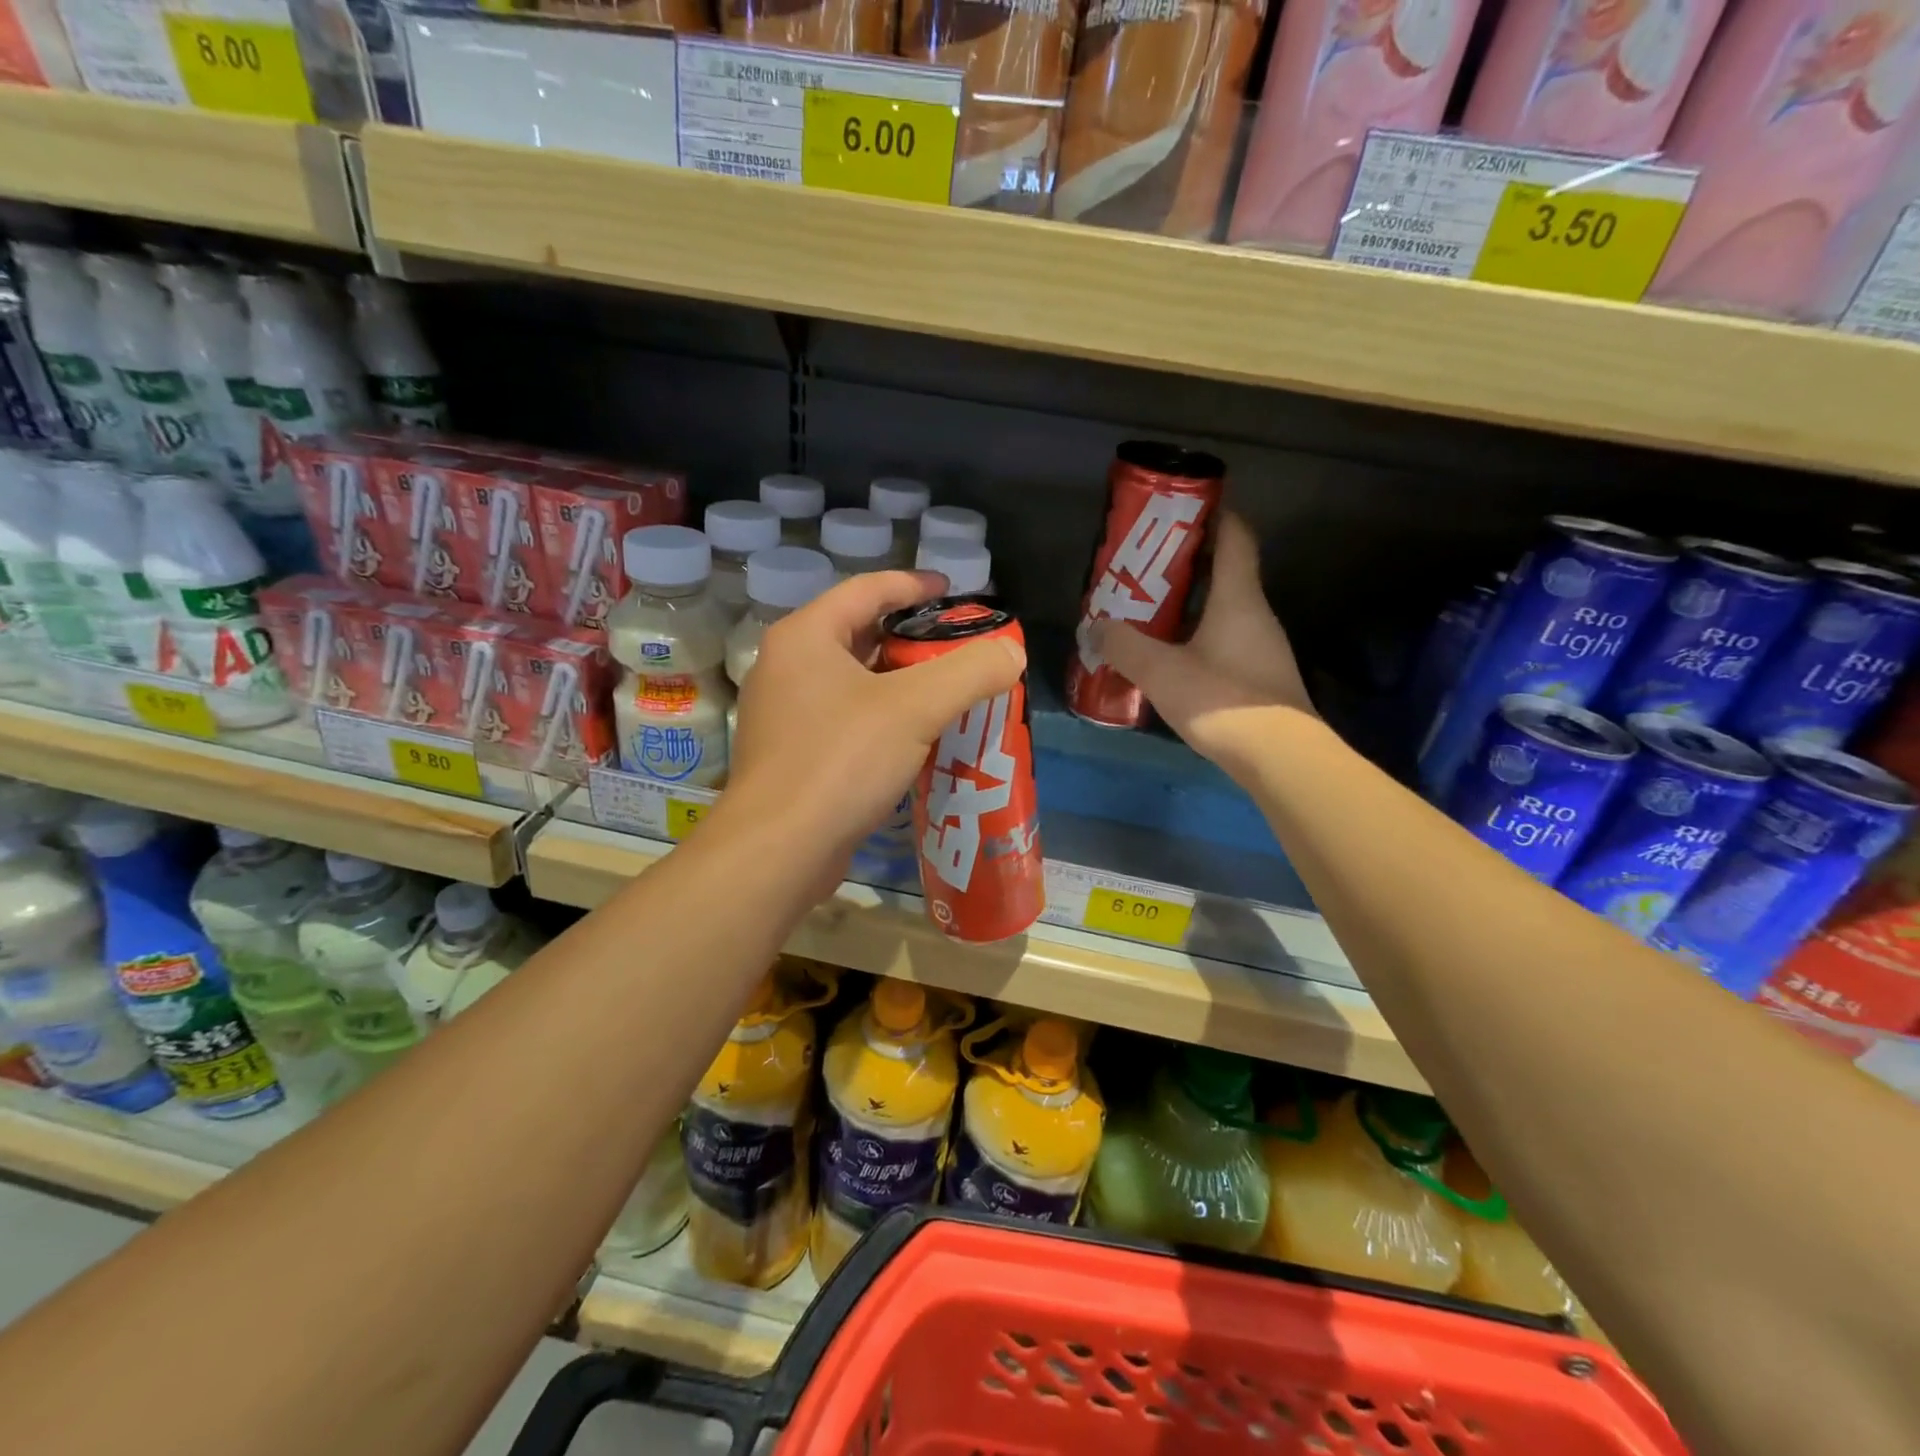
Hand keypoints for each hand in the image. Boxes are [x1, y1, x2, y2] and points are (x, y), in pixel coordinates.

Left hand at [725, 570, 1024, 869]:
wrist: (779, 850)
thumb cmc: (841, 761)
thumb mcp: (915, 708)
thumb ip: (970, 672)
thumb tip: (1012, 652)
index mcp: (807, 636)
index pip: (868, 589)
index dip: (915, 584)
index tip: (955, 591)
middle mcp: (788, 666)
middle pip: (861, 633)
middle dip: (914, 638)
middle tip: (961, 647)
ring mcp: (786, 713)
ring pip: (855, 681)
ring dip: (901, 682)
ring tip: (949, 690)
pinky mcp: (794, 754)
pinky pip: (847, 719)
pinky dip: (884, 717)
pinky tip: (918, 738)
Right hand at [1092, 512, 1313, 776]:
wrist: (1280, 757)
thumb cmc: (1223, 700)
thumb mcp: (1161, 672)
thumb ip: (1124, 647)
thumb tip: (1096, 626)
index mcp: (1238, 597)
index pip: (1235, 536)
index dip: (1213, 514)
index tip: (1181, 509)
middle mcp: (1256, 613)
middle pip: (1227, 571)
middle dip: (1187, 563)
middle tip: (1145, 568)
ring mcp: (1262, 646)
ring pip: (1224, 609)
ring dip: (1190, 604)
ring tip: (1148, 612)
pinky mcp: (1261, 676)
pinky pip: (1226, 640)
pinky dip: (1198, 636)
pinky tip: (1170, 657)